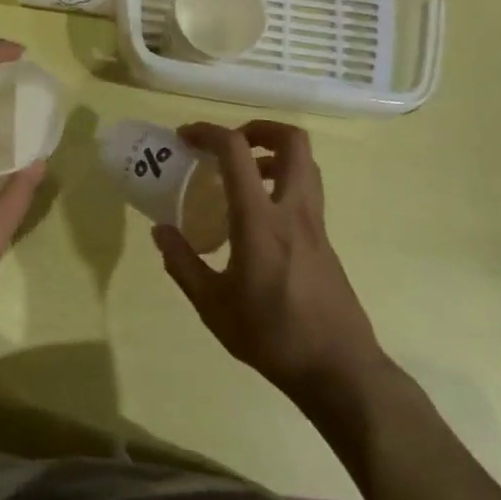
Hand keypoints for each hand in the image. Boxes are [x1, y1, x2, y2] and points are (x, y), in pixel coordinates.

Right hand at [155, 121, 387, 411]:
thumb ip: (183, 264)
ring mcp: (315, 223)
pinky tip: (259, 215)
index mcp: (260, 221)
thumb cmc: (273, 337)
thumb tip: (160, 231)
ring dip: (274, 153)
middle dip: (259, 129)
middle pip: (292, 141)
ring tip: (243, 174)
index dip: (208, 132)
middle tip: (230, 144)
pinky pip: (307, 190)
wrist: (340, 370)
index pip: (236, 151)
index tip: (185, 137)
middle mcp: (293, 210)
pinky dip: (283, 181)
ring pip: (305, 163)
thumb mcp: (213, 307)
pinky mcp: (325, 239)